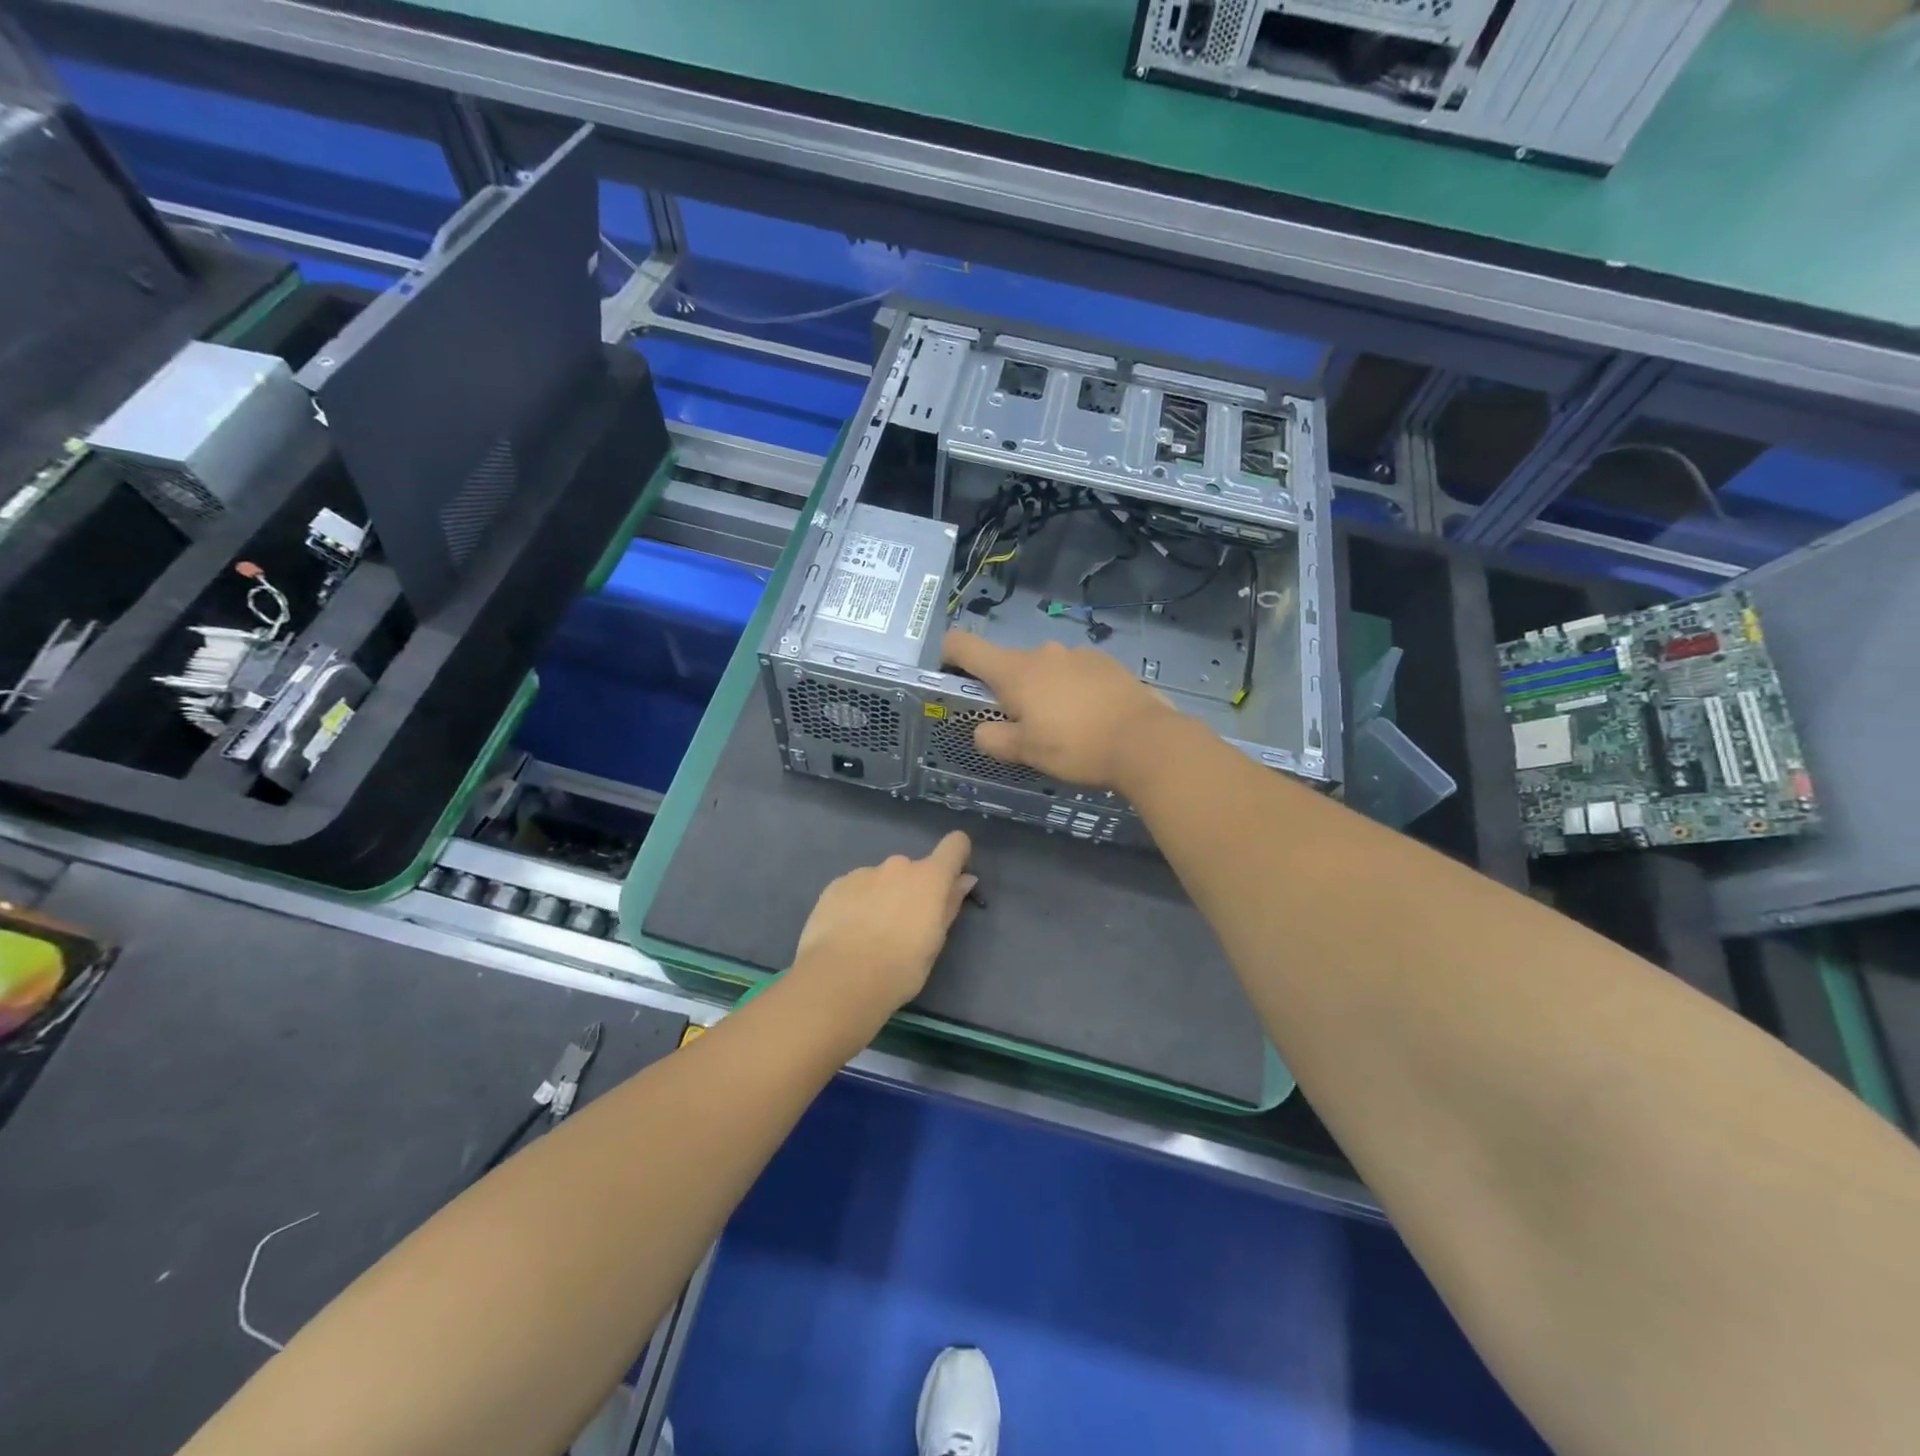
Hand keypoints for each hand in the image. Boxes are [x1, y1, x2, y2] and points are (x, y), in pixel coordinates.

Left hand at [790, 831, 976, 1015]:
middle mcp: (898, 866)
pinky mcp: (836, 885)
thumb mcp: (934, 943)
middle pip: (914, 869)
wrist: (839, 979)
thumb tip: (964, 879)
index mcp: (929, 878)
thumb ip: (949, 905)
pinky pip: (855, 888)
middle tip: (903, 926)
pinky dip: (856, 903)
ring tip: (869, 934)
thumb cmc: (899, 968)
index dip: (957, 856)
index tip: (952, 878)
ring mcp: (864, 872)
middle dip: (912, 890)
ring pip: (882, 879)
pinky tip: (847, 932)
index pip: (954, 845)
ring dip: (882, 896)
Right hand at [942, 631, 1177, 789]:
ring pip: (1046, 670)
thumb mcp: (1026, 752)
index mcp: (1015, 670)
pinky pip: (1076, 673)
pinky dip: (1073, 690)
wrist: (1145, 741)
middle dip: (1009, 691)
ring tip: (1065, 726)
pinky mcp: (1107, 663)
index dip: (948, 654)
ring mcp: (1078, 654)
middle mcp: (1044, 652)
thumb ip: (994, 739)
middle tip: (1024, 726)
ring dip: (1044, 691)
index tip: (950, 674)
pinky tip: (1091, 718)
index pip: (965, 645)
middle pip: (1009, 664)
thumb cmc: (1076, 746)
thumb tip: (983, 730)